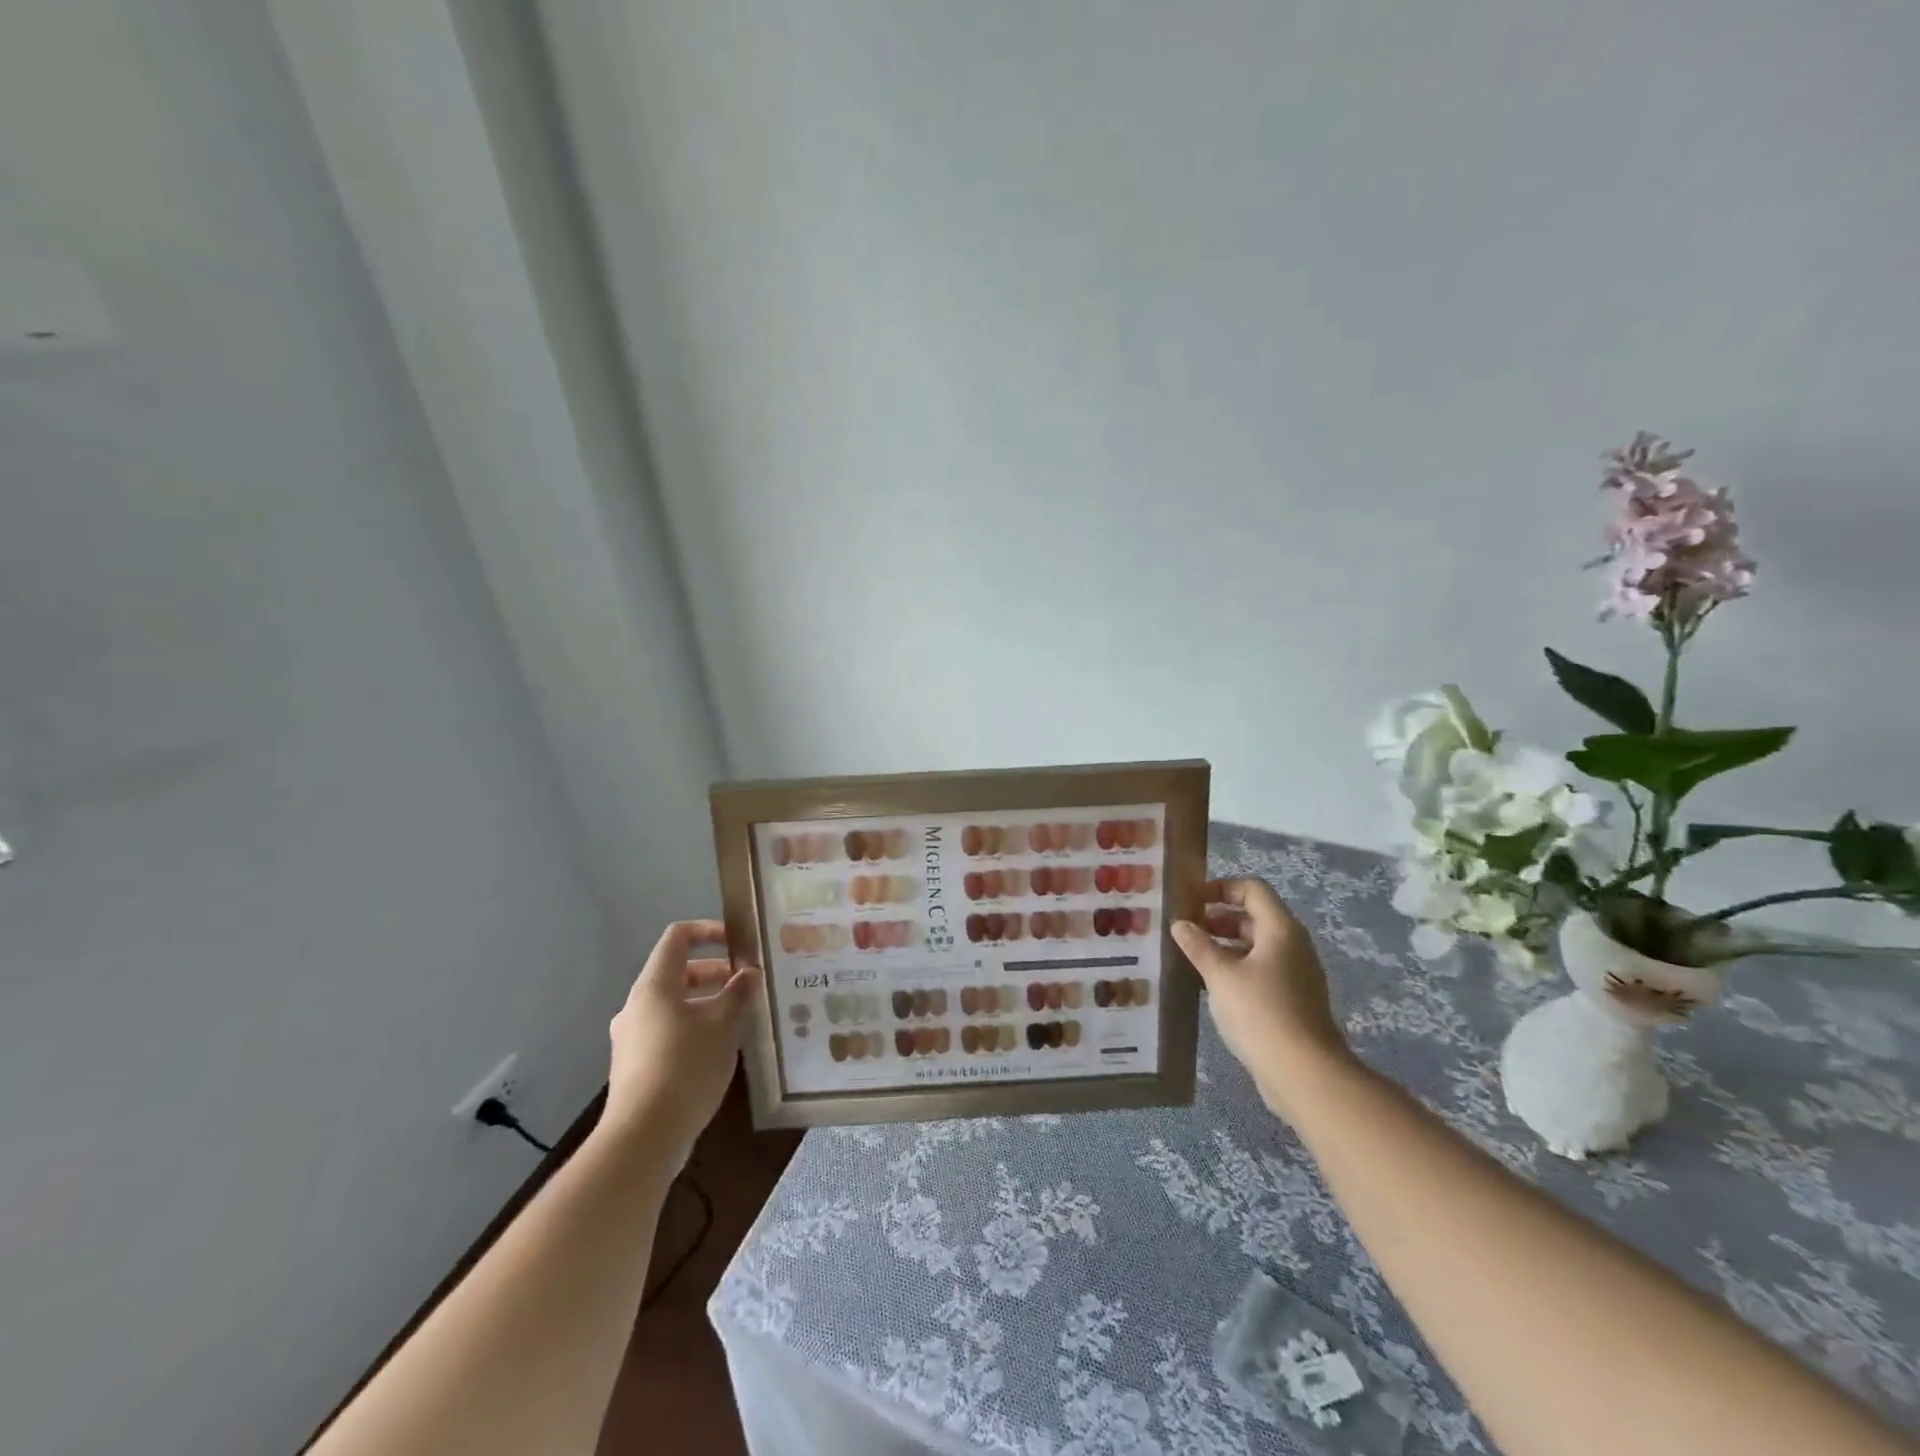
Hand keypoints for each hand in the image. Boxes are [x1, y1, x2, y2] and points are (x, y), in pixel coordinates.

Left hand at [602, 920, 758, 1160]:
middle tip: (749, 983)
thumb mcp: (723, 1025)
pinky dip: (695, 1027)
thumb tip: (749, 973)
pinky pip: (669, 1030)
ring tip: (741, 1017)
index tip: (740, 944)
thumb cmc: (685, 1067)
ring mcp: (633, 1037)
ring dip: (708, 1002)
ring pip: (675, 1004)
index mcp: (655, 986)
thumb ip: (738, 993)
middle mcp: (638, 1005)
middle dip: (716, 972)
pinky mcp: (636, 1065)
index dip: (709, 931)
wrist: (642, 1138)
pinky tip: (720, 1048)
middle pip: (678, 971)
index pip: (678, 937)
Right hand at [1172, 878, 1354, 1118]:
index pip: (1252, 890)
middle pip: (1253, 917)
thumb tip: (1180, 924)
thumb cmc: (1260, 1012)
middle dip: (1217, 919)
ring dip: (1224, 946)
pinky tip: (1210, 986)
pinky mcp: (1292, 1000)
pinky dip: (1235, 969)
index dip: (1221, 888)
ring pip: (1256, 946)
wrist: (1304, 1073)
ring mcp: (1295, 974)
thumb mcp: (1220, 975)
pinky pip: (1260, 971)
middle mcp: (1292, 945)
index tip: (1191, 902)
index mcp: (1280, 929)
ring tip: (1190, 957)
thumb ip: (1198, 946)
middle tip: (1184, 931)